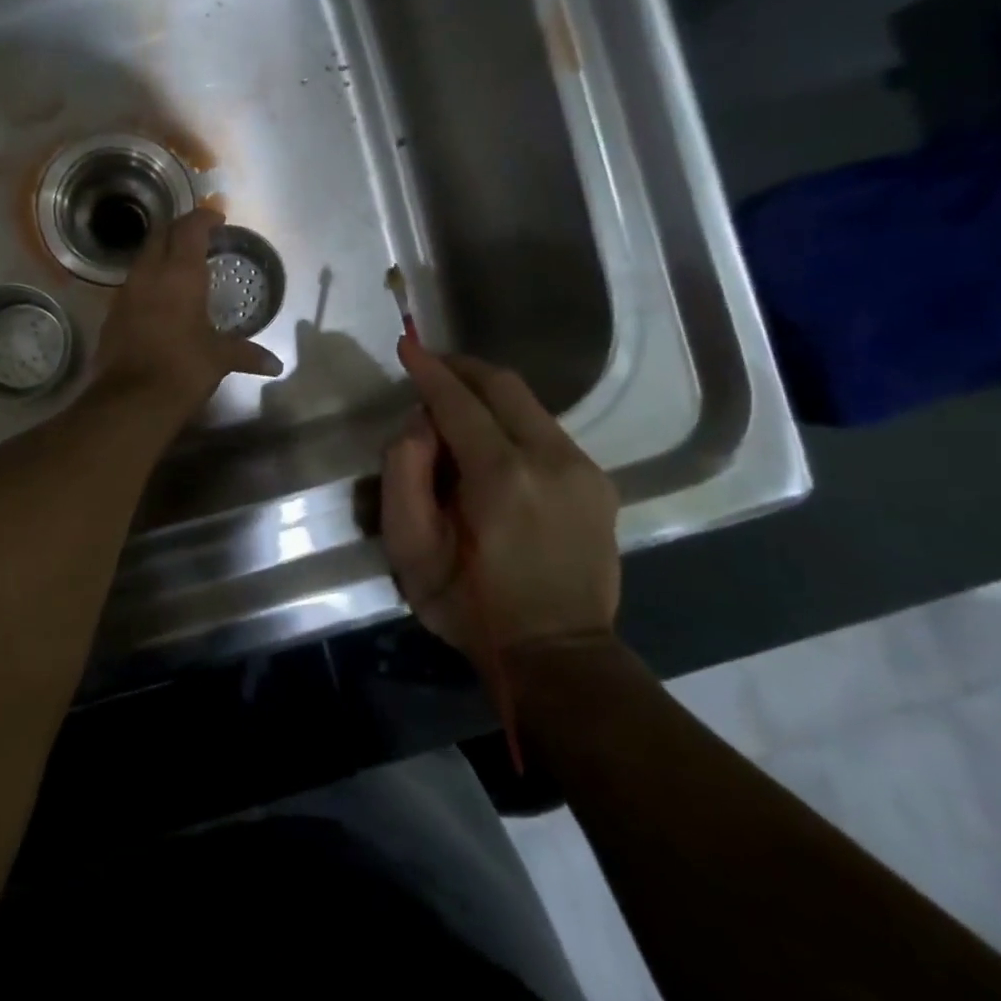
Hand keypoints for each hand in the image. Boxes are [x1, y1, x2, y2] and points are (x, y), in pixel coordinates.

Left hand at [93, 207, 282, 417]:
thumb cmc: (183, 369)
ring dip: (161, 252)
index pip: (190, 228)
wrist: (130, 400)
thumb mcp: (219, 359)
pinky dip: (149, 278)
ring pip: (143, 257)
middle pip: (161, 233)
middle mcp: (150, 274)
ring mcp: (126, 292)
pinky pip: (133, 282)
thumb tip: (275, 365)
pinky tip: (160, 297)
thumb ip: (247, 354)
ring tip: (181, 264)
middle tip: (199, 236)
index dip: (204, 217)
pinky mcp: (113, 313)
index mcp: (180, 274)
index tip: (217, 217)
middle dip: (180, 228)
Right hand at [382, 336, 618, 658]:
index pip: (458, 400)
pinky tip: (491, 446)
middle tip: (430, 368)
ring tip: (454, 410)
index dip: (429, 370)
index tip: (406, 345)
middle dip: (462, 368)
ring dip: (487, 396)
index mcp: (501, 476)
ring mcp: (583, 469)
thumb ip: (402, 474)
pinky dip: (511, 423)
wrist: (558, 655)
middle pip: (504, 385)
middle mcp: (551, 458)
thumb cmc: (471, 606)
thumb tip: (419, 423)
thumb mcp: (410, 550)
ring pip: (528, 405)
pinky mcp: (598, 483)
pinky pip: (546, 432)